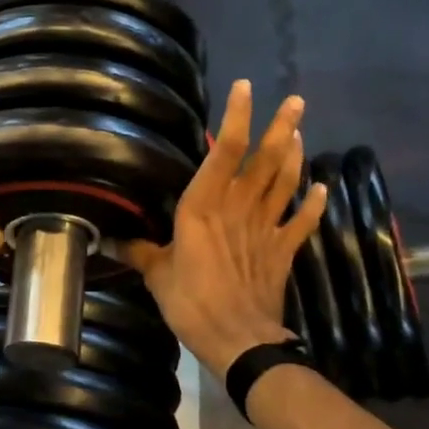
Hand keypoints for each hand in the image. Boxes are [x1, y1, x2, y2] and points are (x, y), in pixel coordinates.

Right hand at [125, 81, 325, 377]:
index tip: (245, 88)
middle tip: (296, 100)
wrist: (238, 339)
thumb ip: (139, 251)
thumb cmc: (191, 302)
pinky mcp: (282, 251)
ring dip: (295, 155)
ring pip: (284, 182)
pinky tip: (321, 188)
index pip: (224, 151)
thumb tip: (108, 239)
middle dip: (281, 127)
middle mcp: (238, 208)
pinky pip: (301, 222)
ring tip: (298, 131)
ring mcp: (265, 228)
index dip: (236, 118)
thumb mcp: (156, 274)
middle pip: (265, 160)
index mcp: (203, 207)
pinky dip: (313, 204)